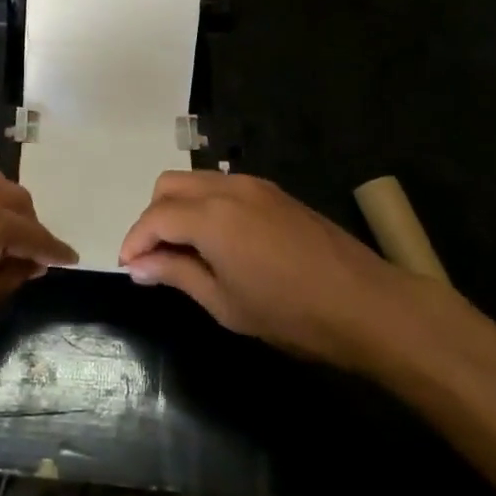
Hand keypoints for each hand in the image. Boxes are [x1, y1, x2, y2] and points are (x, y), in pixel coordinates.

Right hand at [119, 171, 411, 366]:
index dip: (135, 240)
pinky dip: (205, 205)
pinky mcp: (274, 192)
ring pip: (196, 181)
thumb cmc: (292, 314)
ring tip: (184, 251)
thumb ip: (176, 274)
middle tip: (154, 258)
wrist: (368, 305)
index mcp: (211, 216)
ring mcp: (254, 185)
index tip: (127, 267)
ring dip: (178, 208)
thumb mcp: (225, 303)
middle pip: (169, 185)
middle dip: (152, 217)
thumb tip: (138, 266)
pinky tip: (217, 241)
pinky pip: (223, 186)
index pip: (155, 217)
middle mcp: (228, 188)